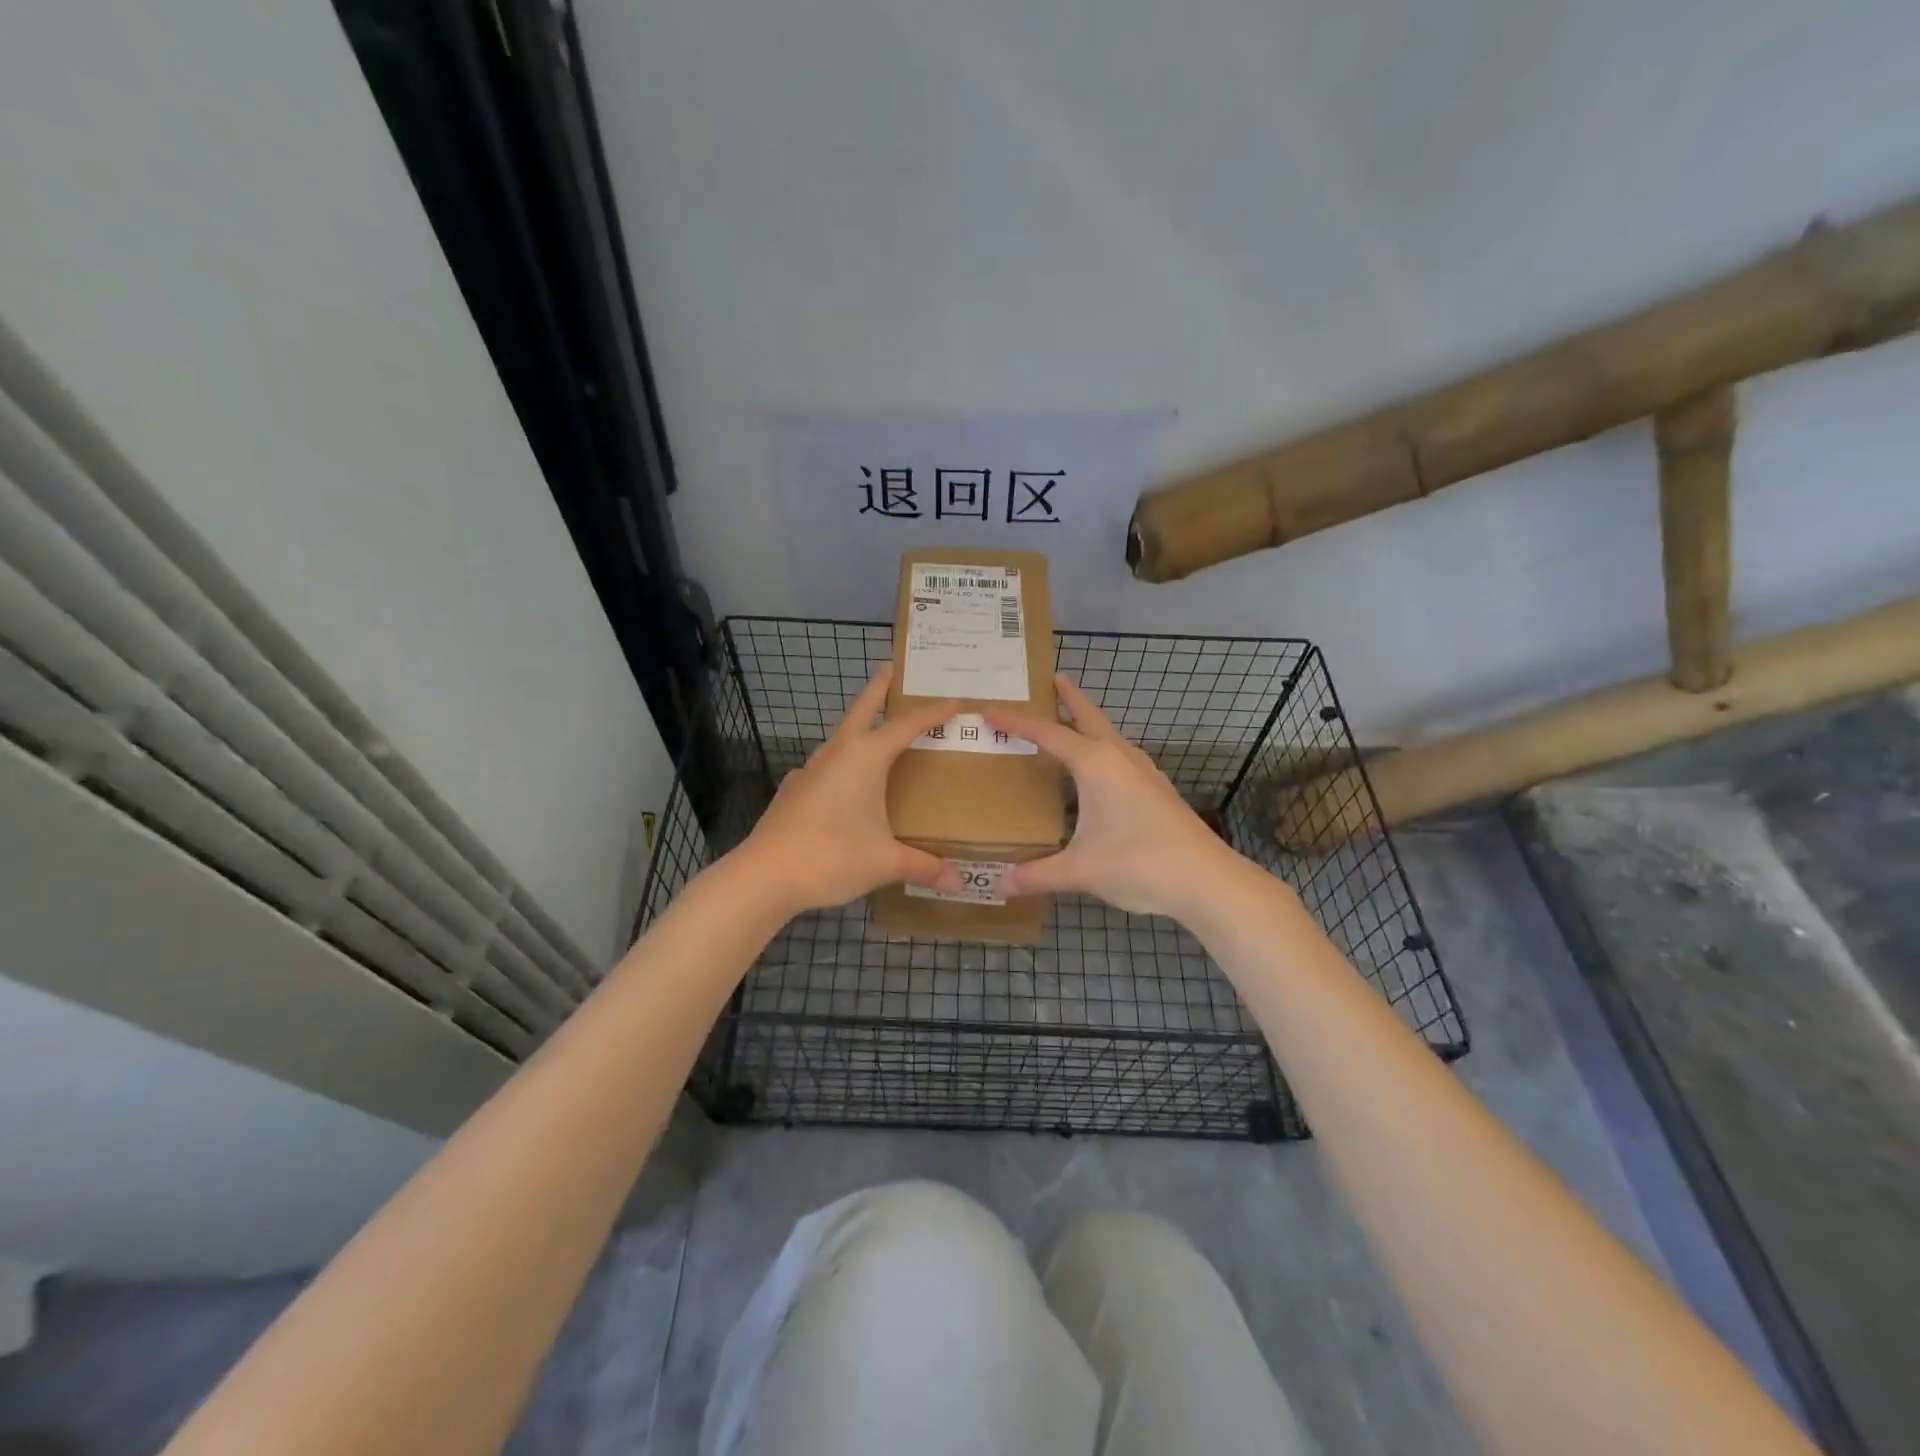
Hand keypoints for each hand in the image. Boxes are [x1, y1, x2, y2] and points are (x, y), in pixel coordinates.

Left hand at [732, 664, 961, 913]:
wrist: (764, 876)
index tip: (956, 702)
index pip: (907, 726)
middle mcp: (837, 754)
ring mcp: (809, 771)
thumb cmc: (832, 856)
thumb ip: (923, 867)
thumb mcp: (885, 862)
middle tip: (891, 670)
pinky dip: (838, 765)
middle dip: (878, 689)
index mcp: (865, 757)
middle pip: (861, 710)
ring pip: (839, 738)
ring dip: (857, 728)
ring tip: (874, 735)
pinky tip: (841, 785)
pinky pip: (823, 768)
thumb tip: (958, 882)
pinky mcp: (793, 792)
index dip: (933, 713)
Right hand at [985, 676, 1244, 917]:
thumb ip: (1037, 875)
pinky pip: (1120, 755)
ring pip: (1109, 735)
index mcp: (1096, 764)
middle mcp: (1119, 757)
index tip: (989, 710)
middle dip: (1068, 698)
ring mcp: (1143, 772)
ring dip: (1088, 722)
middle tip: (1051, 680)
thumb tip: (998, 884)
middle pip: (1088, 717)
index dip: (1015, 722)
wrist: (1206, 880)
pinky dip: (1102, 747)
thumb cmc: (1139, 864)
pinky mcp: (1156, 789)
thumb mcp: (1081, 870)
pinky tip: (1101, 769)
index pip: (1047, 733)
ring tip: (1070, 721)